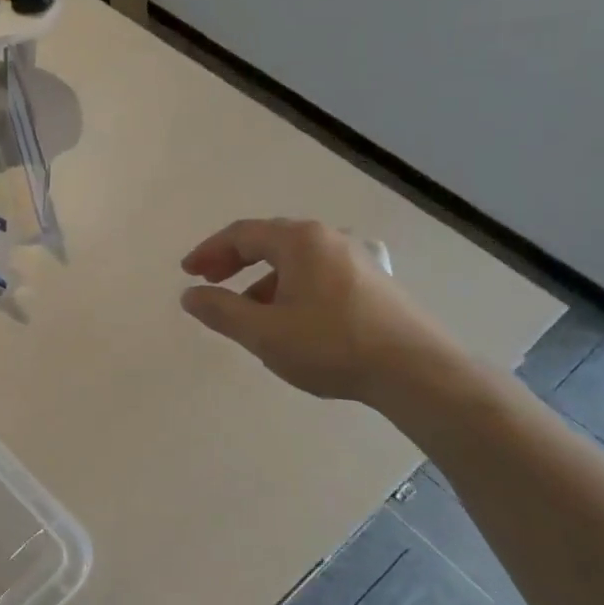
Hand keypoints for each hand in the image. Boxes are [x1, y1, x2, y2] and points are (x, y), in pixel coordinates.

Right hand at [180, 218, 454, 403]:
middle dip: (234, 260)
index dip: (209, 252)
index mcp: (299, 241)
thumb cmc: (331, 345)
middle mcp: (329, 238)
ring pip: (296, 259)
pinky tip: (291, 316)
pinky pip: (319, 273)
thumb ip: (221, 311)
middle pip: (269, 240)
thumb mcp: (264, 332)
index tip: (188, 273)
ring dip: (263, 278)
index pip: (241, 234)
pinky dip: (291, 286)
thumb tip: (190, 295)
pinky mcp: (374, 281)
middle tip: (210, 282)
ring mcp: (356, 257)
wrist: (415, 370)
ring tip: (246, 309)